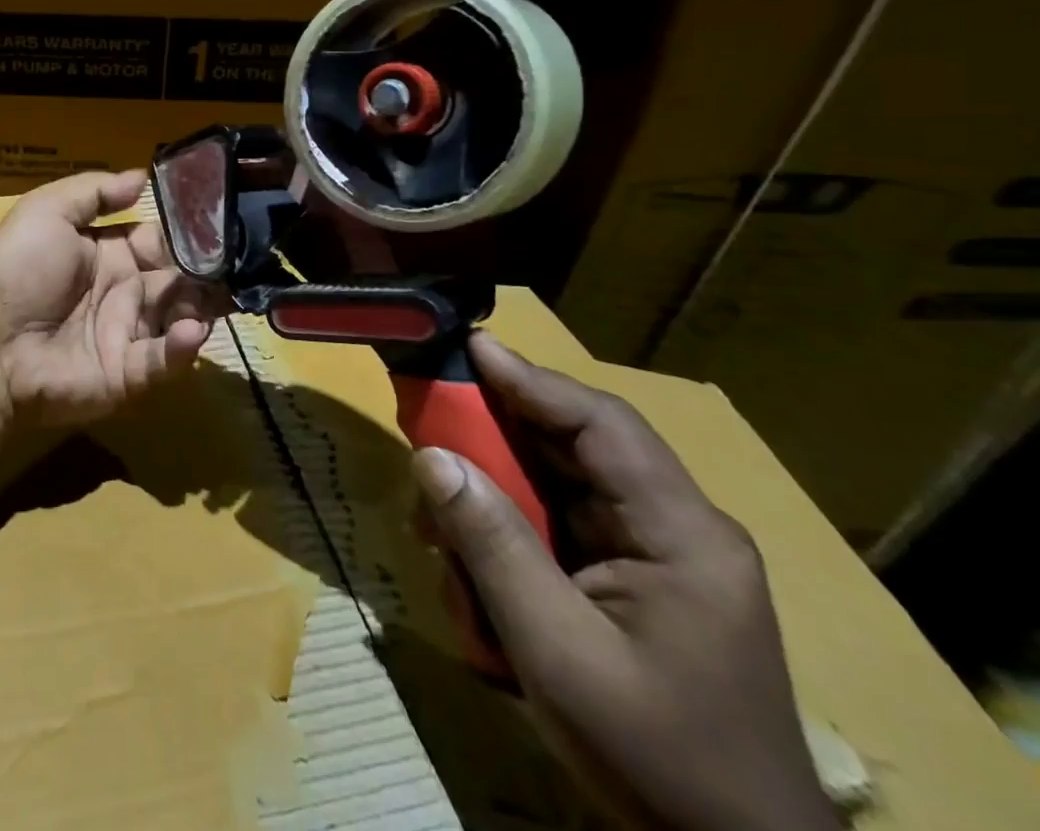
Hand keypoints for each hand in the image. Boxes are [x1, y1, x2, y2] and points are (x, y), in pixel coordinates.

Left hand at [0, 170, 226, 426]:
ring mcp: (129, 334)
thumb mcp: (47, 211)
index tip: (222, 223)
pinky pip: (164, 360)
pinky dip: (183, 347)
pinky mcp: (128, 374)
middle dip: (208, 273)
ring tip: (222, 296)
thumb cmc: (18, 268)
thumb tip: (143, 176)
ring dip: (205, 307)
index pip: (161, 241)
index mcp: (110, 253)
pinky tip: (192, 329)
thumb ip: (95, 192)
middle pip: (180, 280)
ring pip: (182, 318)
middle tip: (240, 265)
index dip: (188, 234)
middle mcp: (126, 292)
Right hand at [411, 334, 837, 830]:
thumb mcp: (557, 651)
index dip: (530, 379)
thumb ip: (492, 545)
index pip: (600, 423)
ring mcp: (650, 557)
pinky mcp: (626, 583)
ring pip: (551, 489)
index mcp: (682, 533)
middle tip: (423, 430)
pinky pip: (552, 531)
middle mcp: (671, 528)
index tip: (466, 346)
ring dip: (489, 503)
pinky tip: (472, 584)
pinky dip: (504, 542)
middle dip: (490, 442)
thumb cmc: (657, 758)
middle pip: (568, 448)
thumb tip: (431, 457)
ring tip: (438, 539)